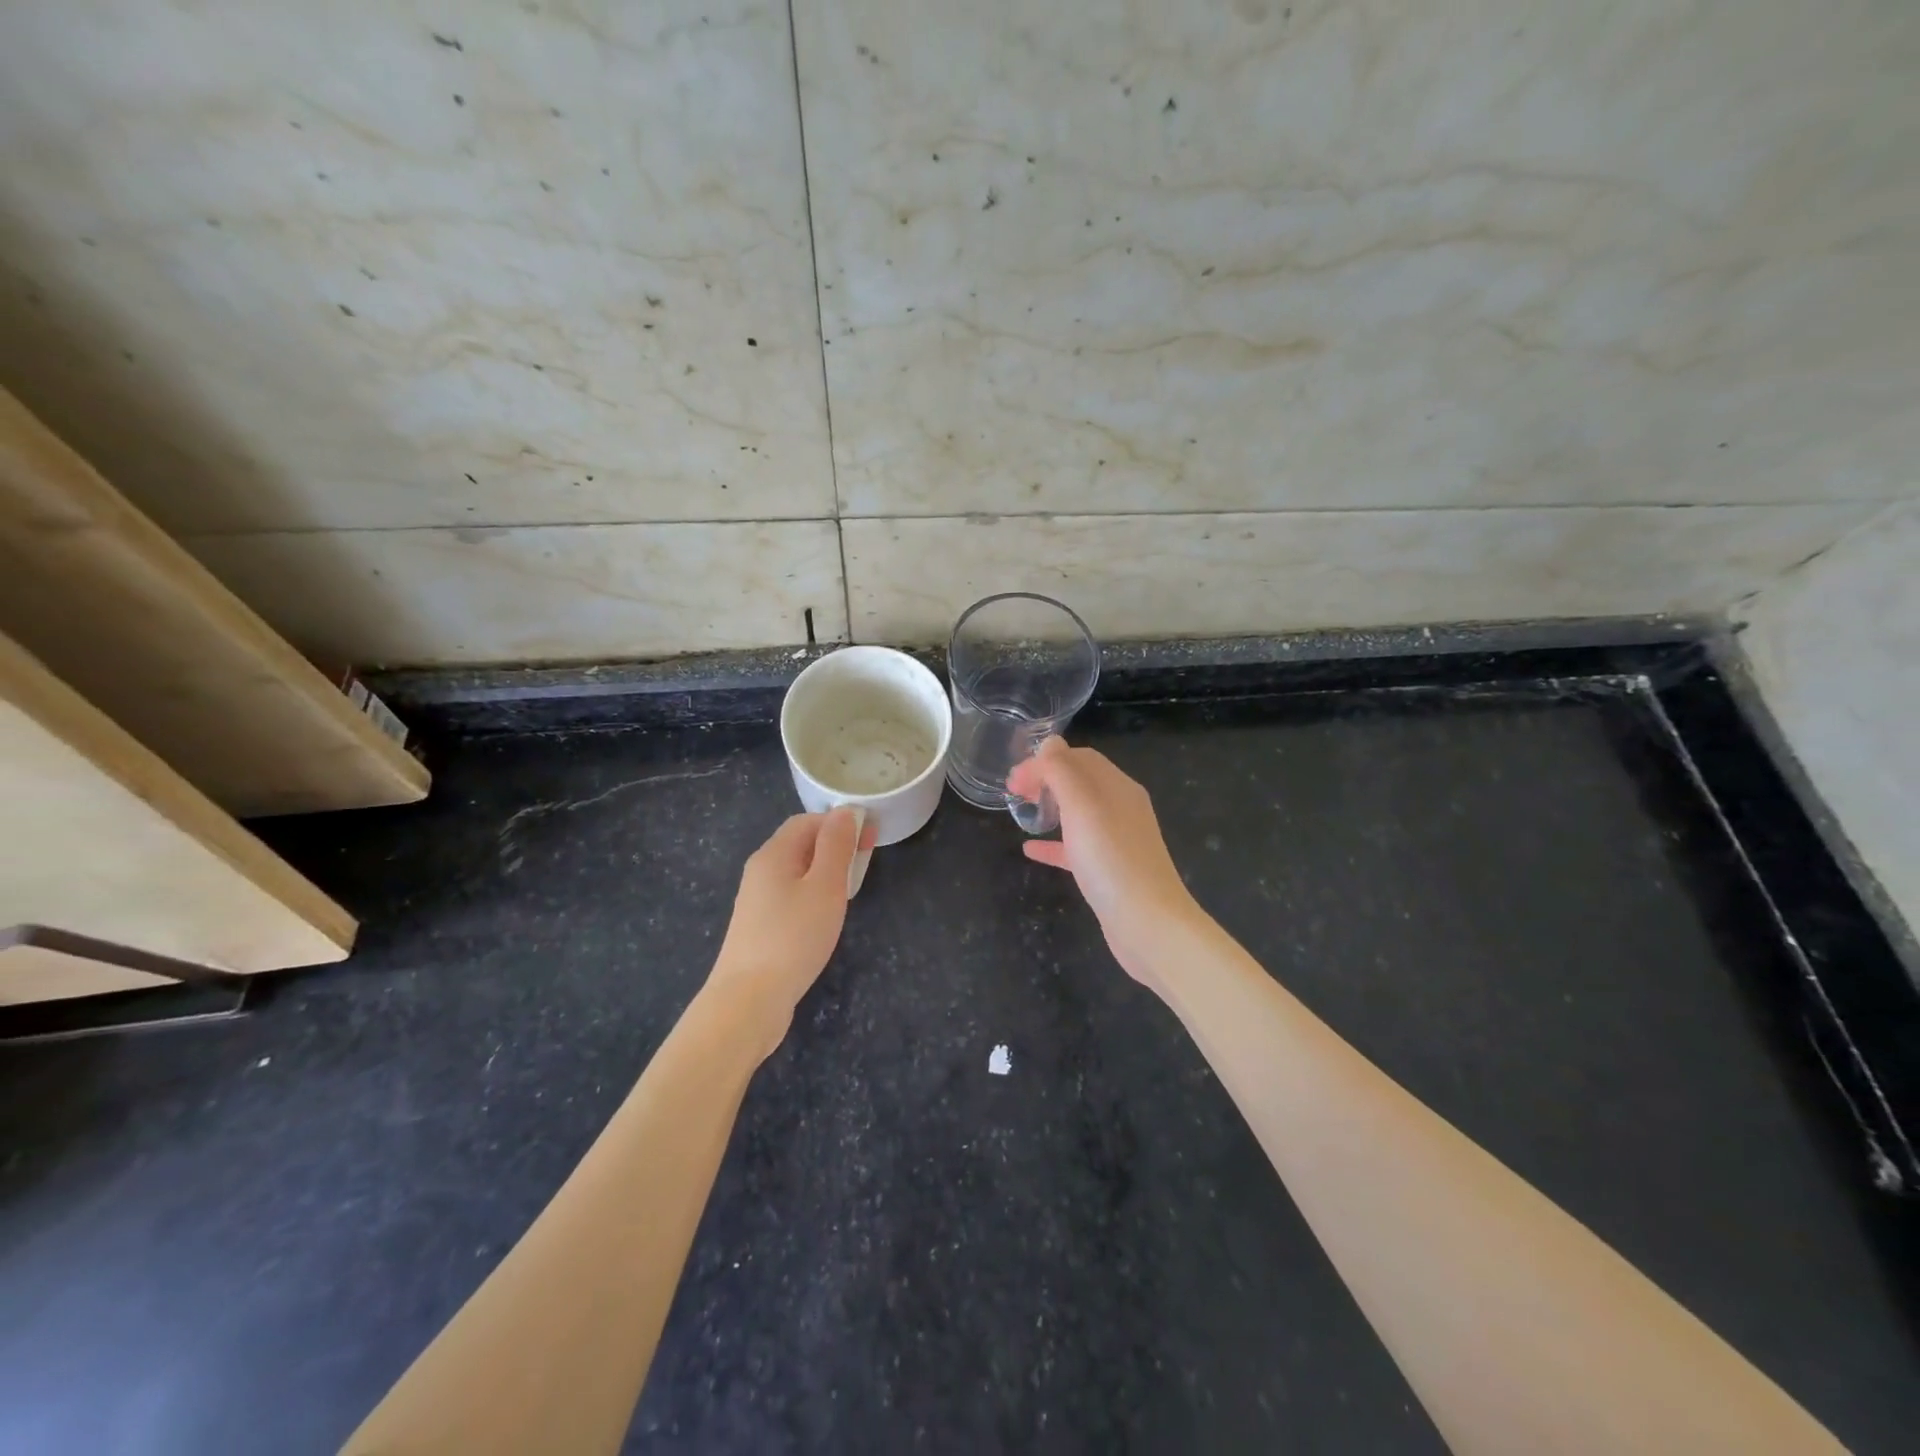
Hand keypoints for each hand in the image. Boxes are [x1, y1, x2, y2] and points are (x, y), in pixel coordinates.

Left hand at [709, 808, 873, 1056]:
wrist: (748, 1000)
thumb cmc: (793, 936)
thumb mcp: (825, 886)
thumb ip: (836, 846)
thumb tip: (844, 812)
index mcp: (774, 854)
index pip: (808, 821)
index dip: (840, 822)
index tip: (871, 837)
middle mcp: (761, 871)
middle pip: (800, 844)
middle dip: (835, 846)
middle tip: (865, 862)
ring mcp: (757, 900)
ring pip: (796, 872)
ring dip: (826, 872)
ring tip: (851, 889)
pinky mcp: (759, 927)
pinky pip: (791, 896)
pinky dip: (813, 895)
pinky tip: (825, 917)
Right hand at [1007, 738, 1201, 989]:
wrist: (1148, 924)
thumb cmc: (1111, 860)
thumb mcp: (1082, 806)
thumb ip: (1062, 771)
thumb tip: (1049, 743)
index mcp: (1117, 787)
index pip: (1078, 757)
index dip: (1044, 760)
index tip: (1013, 779)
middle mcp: (1120, 808)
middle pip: (1079, 781)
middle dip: (1045, 779)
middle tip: (1013, 792)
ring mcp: (1116, 840)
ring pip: (1077, 813)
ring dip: (1049, 806)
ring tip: (1021, 811)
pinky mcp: (1109, 870)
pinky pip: (1076, 847)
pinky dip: (1053, 842)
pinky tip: (1030, 849)